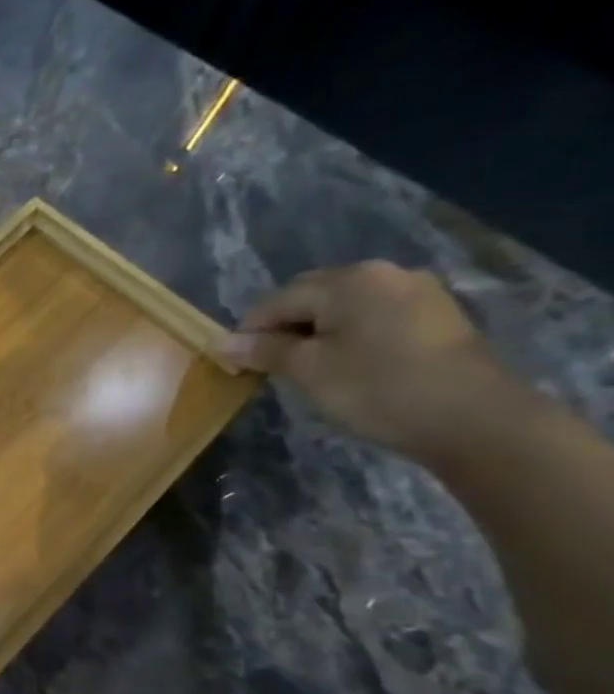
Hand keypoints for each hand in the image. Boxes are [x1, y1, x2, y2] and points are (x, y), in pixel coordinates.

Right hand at [223, 261, 516, 461]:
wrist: (475, 420)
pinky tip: (350, 365)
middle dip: (284, 329)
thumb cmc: (377, 388)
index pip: (275, 301)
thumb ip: (262, 351)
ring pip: (342, 307)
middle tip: (275, 368)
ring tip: (312, 369)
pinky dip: (350, 336)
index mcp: (348, 281)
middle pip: (310, 296)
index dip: (250, 333)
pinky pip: (372, 316)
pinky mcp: (436, 315)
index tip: (240, 366)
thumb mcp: (307, 370)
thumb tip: (219, 343)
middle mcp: (383, 274)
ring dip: (317, 333)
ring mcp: (416, 292)